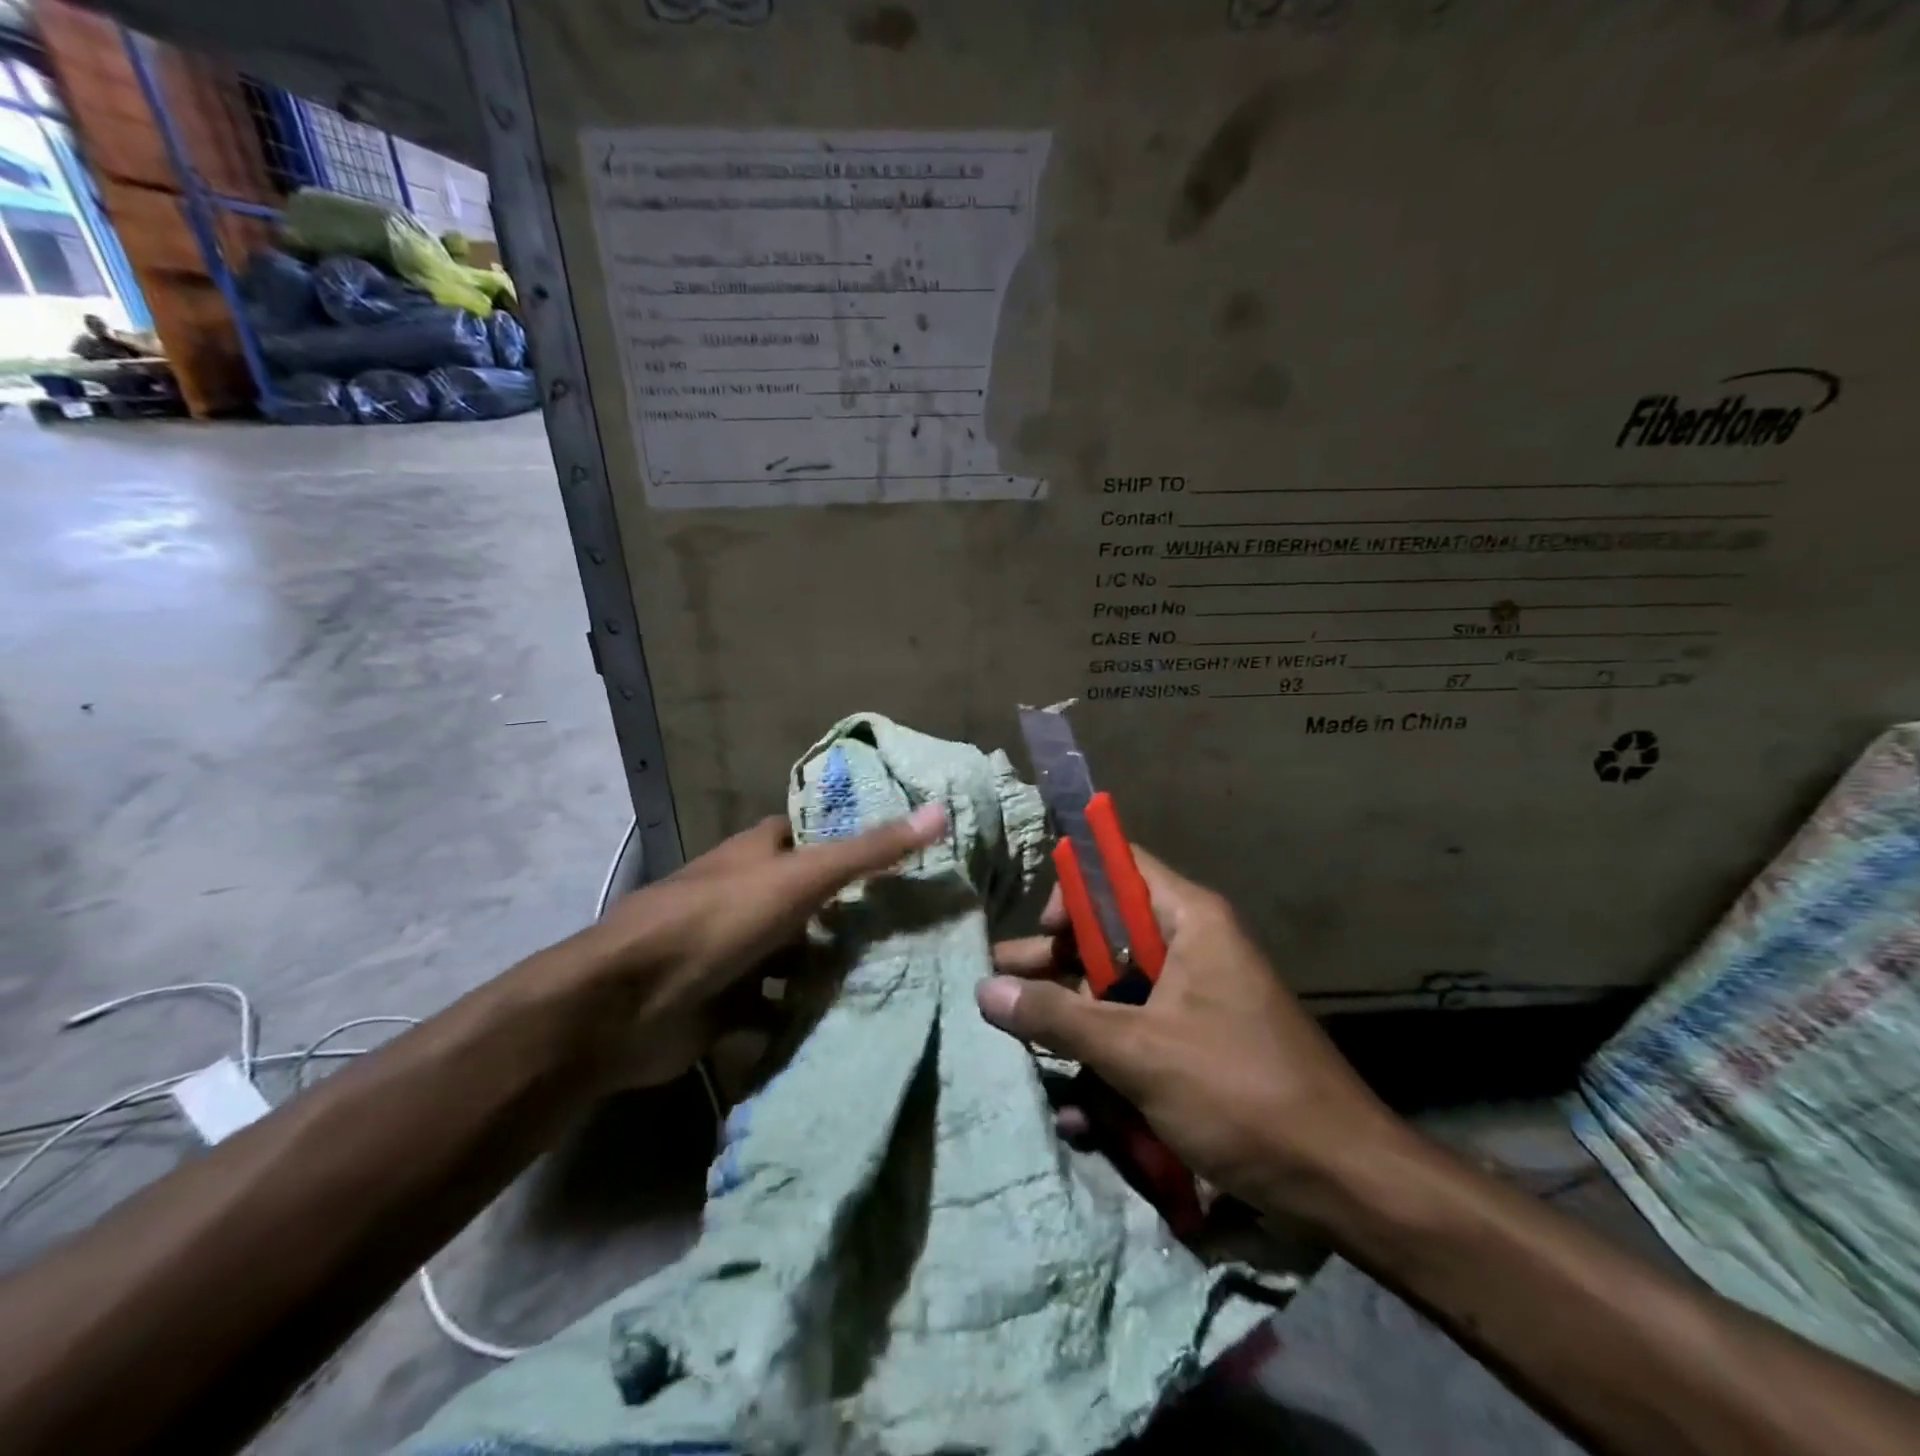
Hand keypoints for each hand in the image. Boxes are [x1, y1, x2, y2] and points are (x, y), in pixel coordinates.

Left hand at [584, 804, 947, 1087]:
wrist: (625, 1005)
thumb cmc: (717, 922)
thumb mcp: (801, 879)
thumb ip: (869, 852)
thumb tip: (940, 810)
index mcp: (758, 854)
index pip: (816, 837)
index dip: (857, 842)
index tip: (911, 858)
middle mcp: (747, 895)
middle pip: (811, 900)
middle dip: (853, 915)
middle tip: (916, 929)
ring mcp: (735, 951)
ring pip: (795, 956)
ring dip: (830, 969)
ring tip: (894, 978)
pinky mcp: (727, 1003)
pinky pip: (776, 1006)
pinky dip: (801, 1014)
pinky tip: (845, 1024)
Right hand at [978, 847, 1409, 1219]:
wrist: (1343, 1182)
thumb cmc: (1241, 1092)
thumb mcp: (1140, 1051)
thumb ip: (1060, 1018)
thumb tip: (986, 989)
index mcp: (1191, 921)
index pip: (1119, 870)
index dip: (1074, 889)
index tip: (1040, 932)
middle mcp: (1193, 947)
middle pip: (1110, 933)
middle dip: (1055, 961)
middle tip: (1000, 983)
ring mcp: (1196, 998)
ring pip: (1118, 987)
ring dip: (1072, 1012)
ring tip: (1014, 1032)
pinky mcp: (1197, 1042)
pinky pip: (1137, 1028)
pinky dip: (1103, 1048)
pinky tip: (1068, 1089)